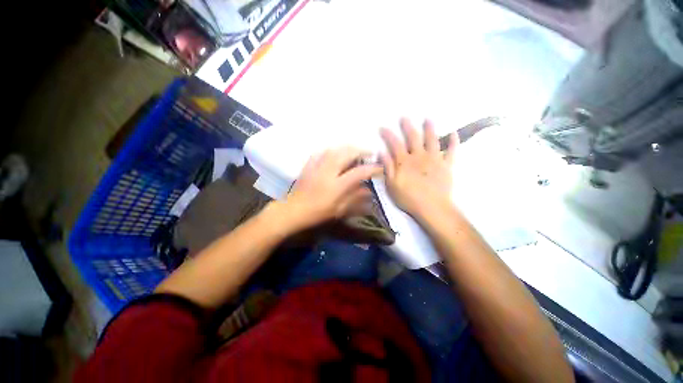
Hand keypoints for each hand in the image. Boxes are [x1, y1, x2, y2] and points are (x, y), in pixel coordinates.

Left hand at [282, 147, 382, 229]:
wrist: (294, 210)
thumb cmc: (317, 213)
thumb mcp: (339, 210)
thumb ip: (355, 198)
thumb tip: (368, 191)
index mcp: (337, 185)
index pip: (359, 172)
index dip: (372, 169)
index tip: (380, 168)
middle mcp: (328, 172)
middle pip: (346, 153)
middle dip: (360, 151)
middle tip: (368, 153)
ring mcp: (317, 166)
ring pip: (335, 149)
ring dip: (347, 148)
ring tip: (355, 151)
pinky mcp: (309, 165)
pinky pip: (321, 152)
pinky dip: (331, 150)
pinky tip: (335, 153)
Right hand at [380, 118, 458, 218]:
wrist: (432, 208)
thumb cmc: (408, 198)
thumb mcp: (391, 185)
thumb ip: (387, 167)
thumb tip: (381, 152)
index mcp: (405, 161)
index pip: (394, 144)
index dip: (388, 135)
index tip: (382, 127)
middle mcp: (419, 156)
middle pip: (413, 138)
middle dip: (408, 127)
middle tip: (404, 117)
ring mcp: (434, 160)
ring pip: (432, 140)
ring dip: (430, 129)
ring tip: (428, 119)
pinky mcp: (446, 166)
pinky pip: (451, 152)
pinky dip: (453, 142)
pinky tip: (454, 134)